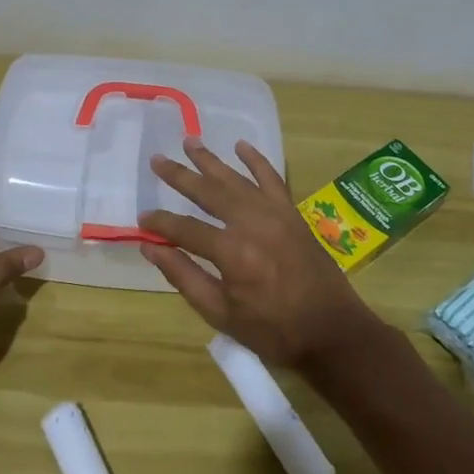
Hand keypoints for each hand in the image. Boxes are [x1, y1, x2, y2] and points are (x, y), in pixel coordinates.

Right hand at [138, 137, 380, 370]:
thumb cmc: (272, 330)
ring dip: (211, 160)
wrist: (332, 331)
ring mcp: (275, 214)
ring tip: (190, 141)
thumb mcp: (220, 313)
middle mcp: (252, 223)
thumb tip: (150, 247)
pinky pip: (272, 178)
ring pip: (236, 179)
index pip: (184, 228)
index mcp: (231, 252)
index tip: (142, 219)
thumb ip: (183, 276)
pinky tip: (241, 145)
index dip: (160, 223)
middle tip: (157, 160)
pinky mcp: (292, 213)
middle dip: (179, 176)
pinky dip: (256, 160)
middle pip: (208, 192)